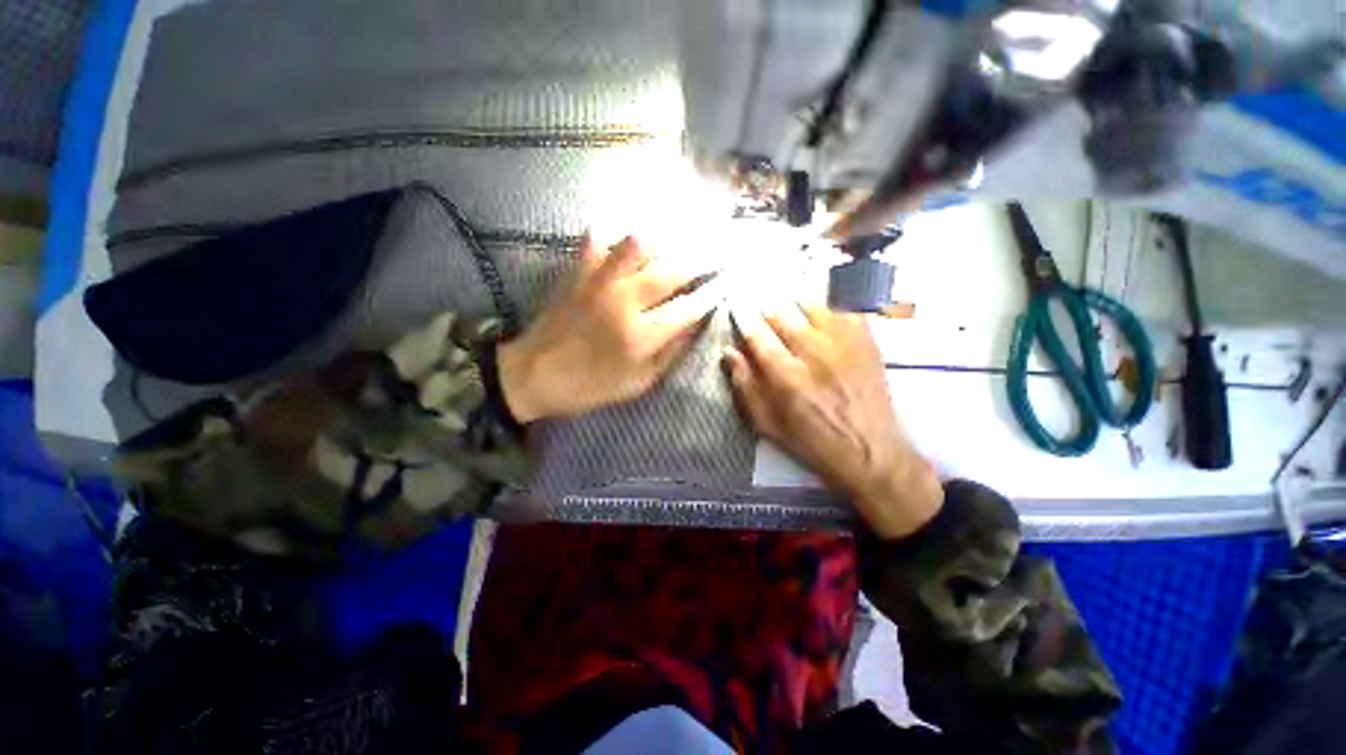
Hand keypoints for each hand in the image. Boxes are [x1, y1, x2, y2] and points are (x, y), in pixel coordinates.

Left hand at [499, 235, 717, 422]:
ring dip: (664, 239)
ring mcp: (599, 281)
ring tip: (680, 238)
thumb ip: (670, 353)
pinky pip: (598, 238)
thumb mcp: (639, 383)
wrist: (533, 374)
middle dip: (702, 259)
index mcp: (641, 335)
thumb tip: (695, 324)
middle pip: (672, 270)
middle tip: (718, 251)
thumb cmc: (590, 386)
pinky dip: (615, 234)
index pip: (688, 307)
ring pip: (638, 244)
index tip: (726, 284)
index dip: (711, 294)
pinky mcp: (577, 272)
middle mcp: (625, 301)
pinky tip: (627, 239)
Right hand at [723, 304, 942, 538]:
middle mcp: (815, 354)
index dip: (743, 319)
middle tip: (761, 314)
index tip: (736, 310)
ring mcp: (845, 344)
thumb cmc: (812, 442)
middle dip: (765, 312)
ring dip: (795, 308)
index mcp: (787, 377)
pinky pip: (844, 311)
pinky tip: (823, 321)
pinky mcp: (867, 342)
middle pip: (782, 316)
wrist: (871, 452)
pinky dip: (829, 311)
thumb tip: (729, 353)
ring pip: (812, 307)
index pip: (758, 336)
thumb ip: (745, 387)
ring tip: (790, 314)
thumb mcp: (768, 425)